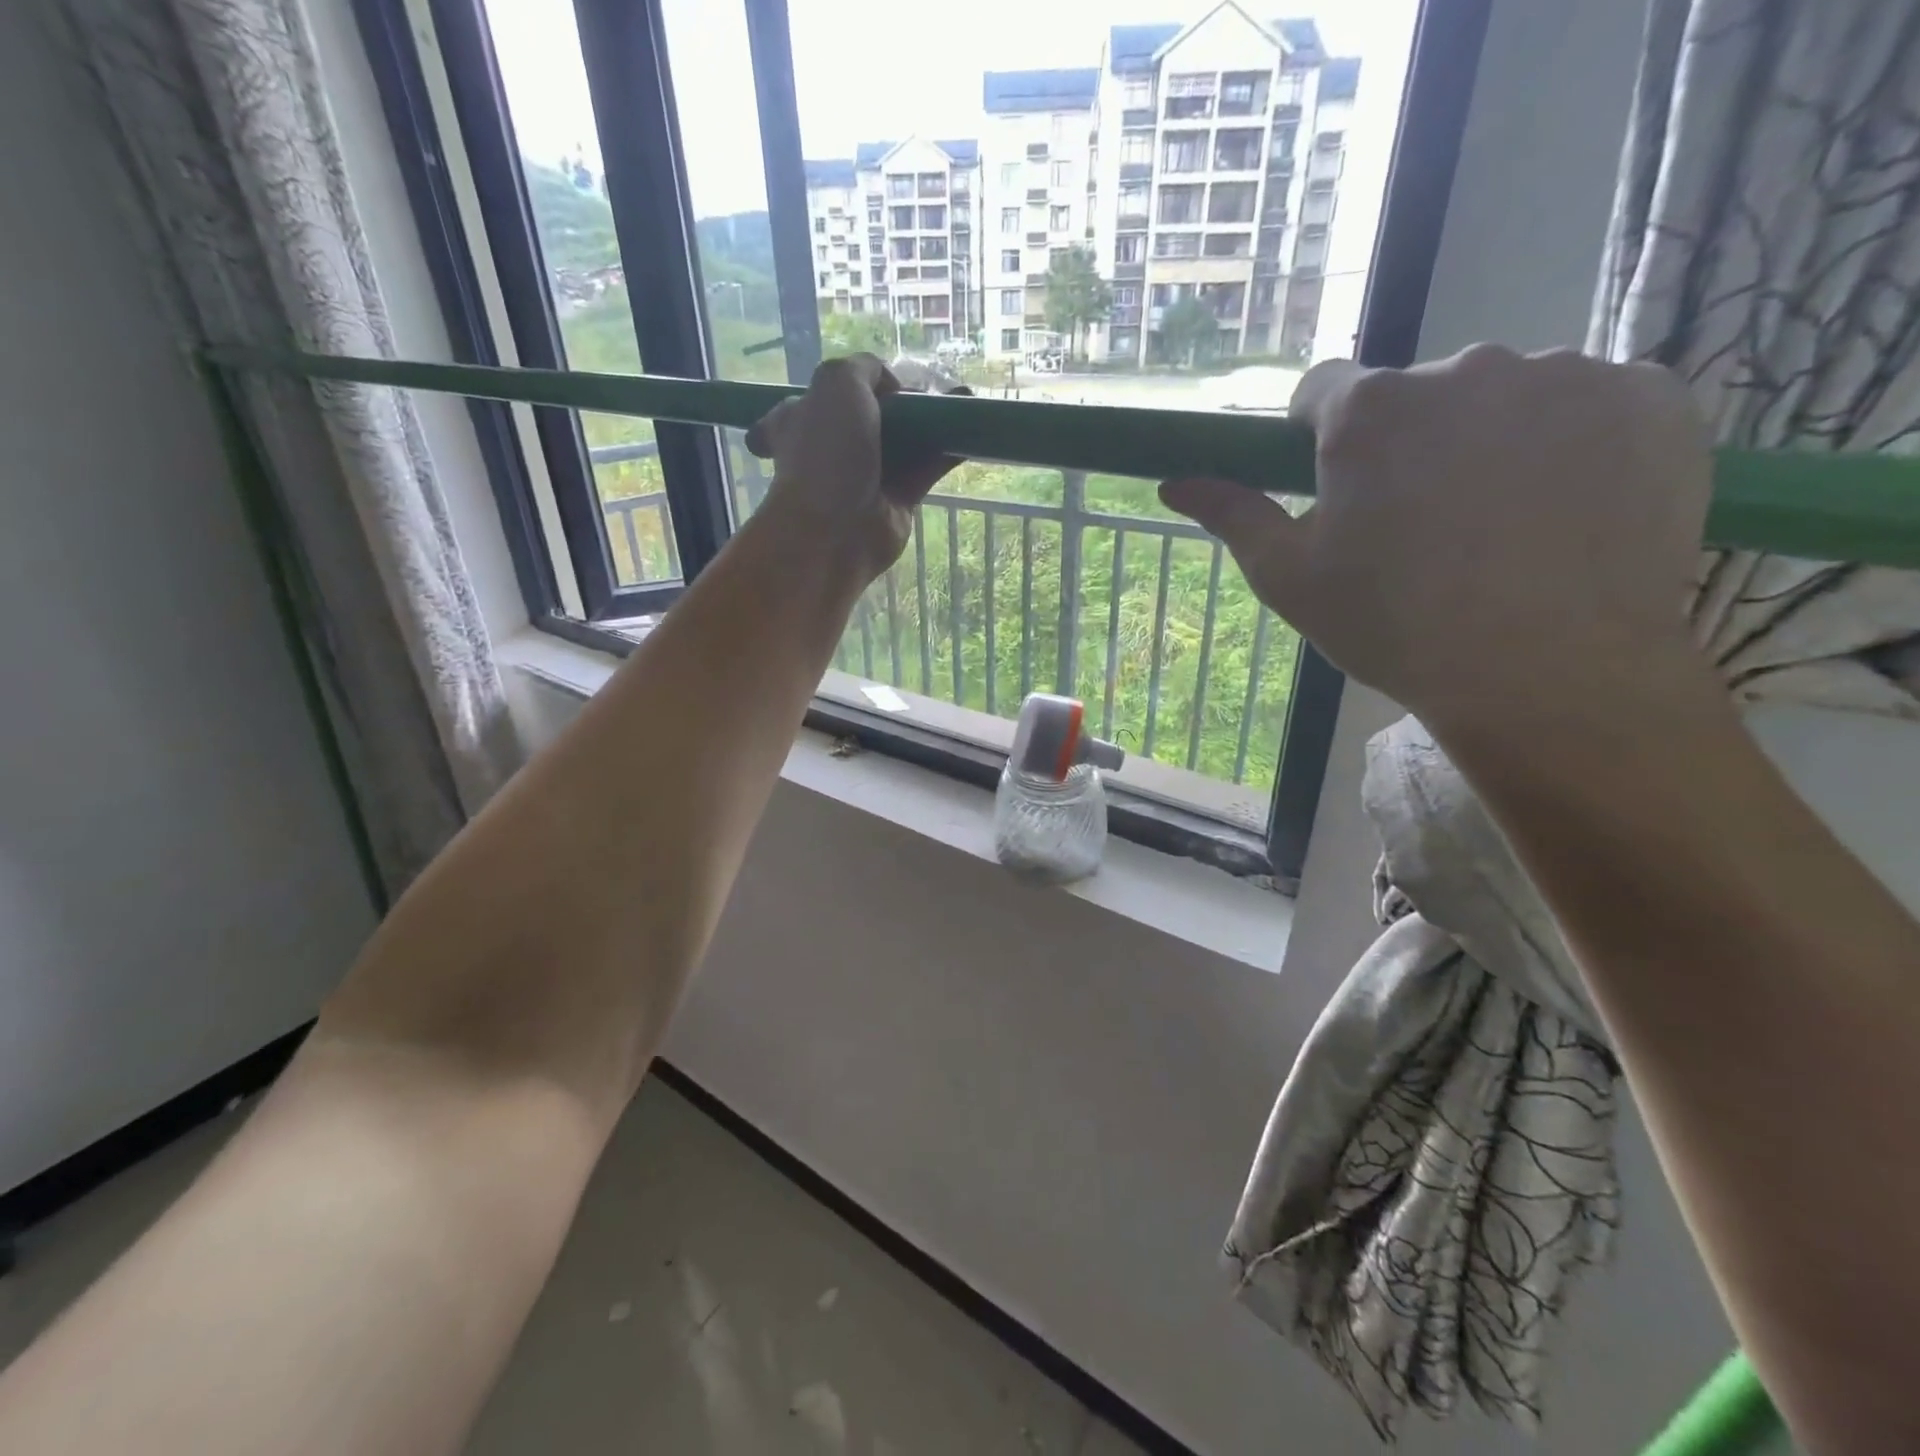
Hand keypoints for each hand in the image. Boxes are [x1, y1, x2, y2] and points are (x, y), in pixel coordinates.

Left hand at [745, 353, 964, 582]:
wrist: (835, 530)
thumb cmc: (826, 453)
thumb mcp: (836, 383)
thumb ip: (864, 368)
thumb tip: (892, 387)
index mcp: (801, 419)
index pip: (823, 397)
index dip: (854, 385)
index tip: (881, 384)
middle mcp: (831, 448)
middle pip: (871, 418)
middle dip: (902, 402)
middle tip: (932, 390)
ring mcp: (864, 477)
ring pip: (902, 442)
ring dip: (931, 422)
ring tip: (963, 401)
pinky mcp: (896, 502)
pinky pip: (924, 471)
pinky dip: (946, 452)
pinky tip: (970, 434)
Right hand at [1159, 345, 1713, 735]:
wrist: (1548, 673)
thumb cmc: (1394, 627)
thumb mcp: (1290, 578)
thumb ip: (1233, 515)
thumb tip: (1173, 483)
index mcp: (1368, 410)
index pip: (1321, 390)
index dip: (1315, 437)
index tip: (1334, 487)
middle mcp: (1464, 367)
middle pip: (1414, 394)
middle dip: (1406, 444)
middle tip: (1419, 527)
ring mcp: (1565, 375)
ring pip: (1501, 397)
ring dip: (1486, 442)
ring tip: (1498, 528)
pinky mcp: (1651, 396)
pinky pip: (1587, 405)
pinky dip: (1568, 444)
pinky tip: (1565, 511)